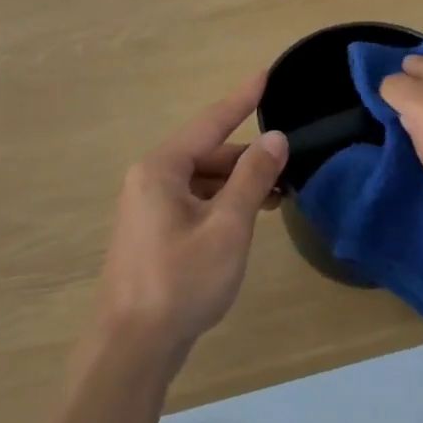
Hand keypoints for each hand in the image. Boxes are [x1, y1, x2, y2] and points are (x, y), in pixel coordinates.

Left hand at [97, 73, 288, 354]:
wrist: (133, 348)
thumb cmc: (181, 281)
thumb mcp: (227, 227)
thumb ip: (252, 178)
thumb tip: (275, 138)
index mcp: (161, 169)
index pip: (210, 122)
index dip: (242, 99)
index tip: (267, 74)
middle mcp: (150, 180)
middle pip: (207, 154)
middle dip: (247, 157)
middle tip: (289, 163)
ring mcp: (149, 209)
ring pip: (202, 182)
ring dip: (238, 184)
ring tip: (277, 195)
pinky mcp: (154, 234)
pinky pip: (195, 204)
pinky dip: (223, 204)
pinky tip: (248, 218)